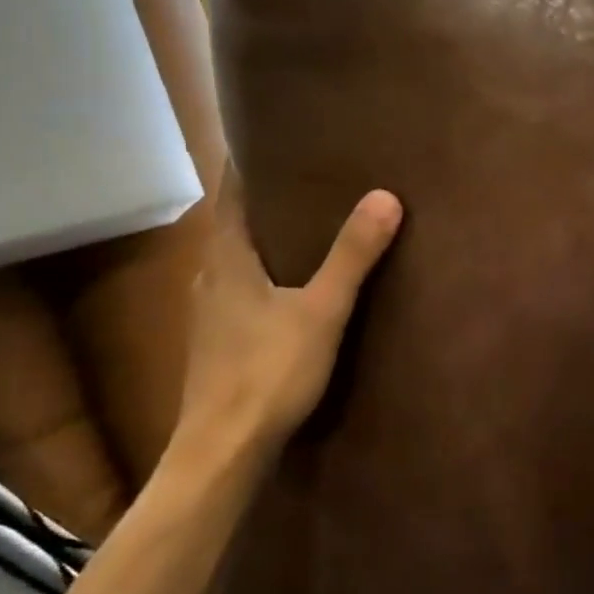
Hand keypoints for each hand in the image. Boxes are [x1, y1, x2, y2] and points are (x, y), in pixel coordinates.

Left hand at [166, 168, 401, 487]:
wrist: (222, 452)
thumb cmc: (268, 372)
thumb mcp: (321, 311)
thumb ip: (352, 256)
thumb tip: (385, 197)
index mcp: (226, 260)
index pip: (230, 194)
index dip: (247, 165)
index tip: (274, 141)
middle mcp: (208, 279)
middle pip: (232, 227)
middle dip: (264, 203)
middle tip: (307, 181)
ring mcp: (208, 316)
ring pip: (235, 263)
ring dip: (264, 243)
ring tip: (306, 230)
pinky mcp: (216, 346)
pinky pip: (239, 293)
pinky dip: (262, 278)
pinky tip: (290, 292)